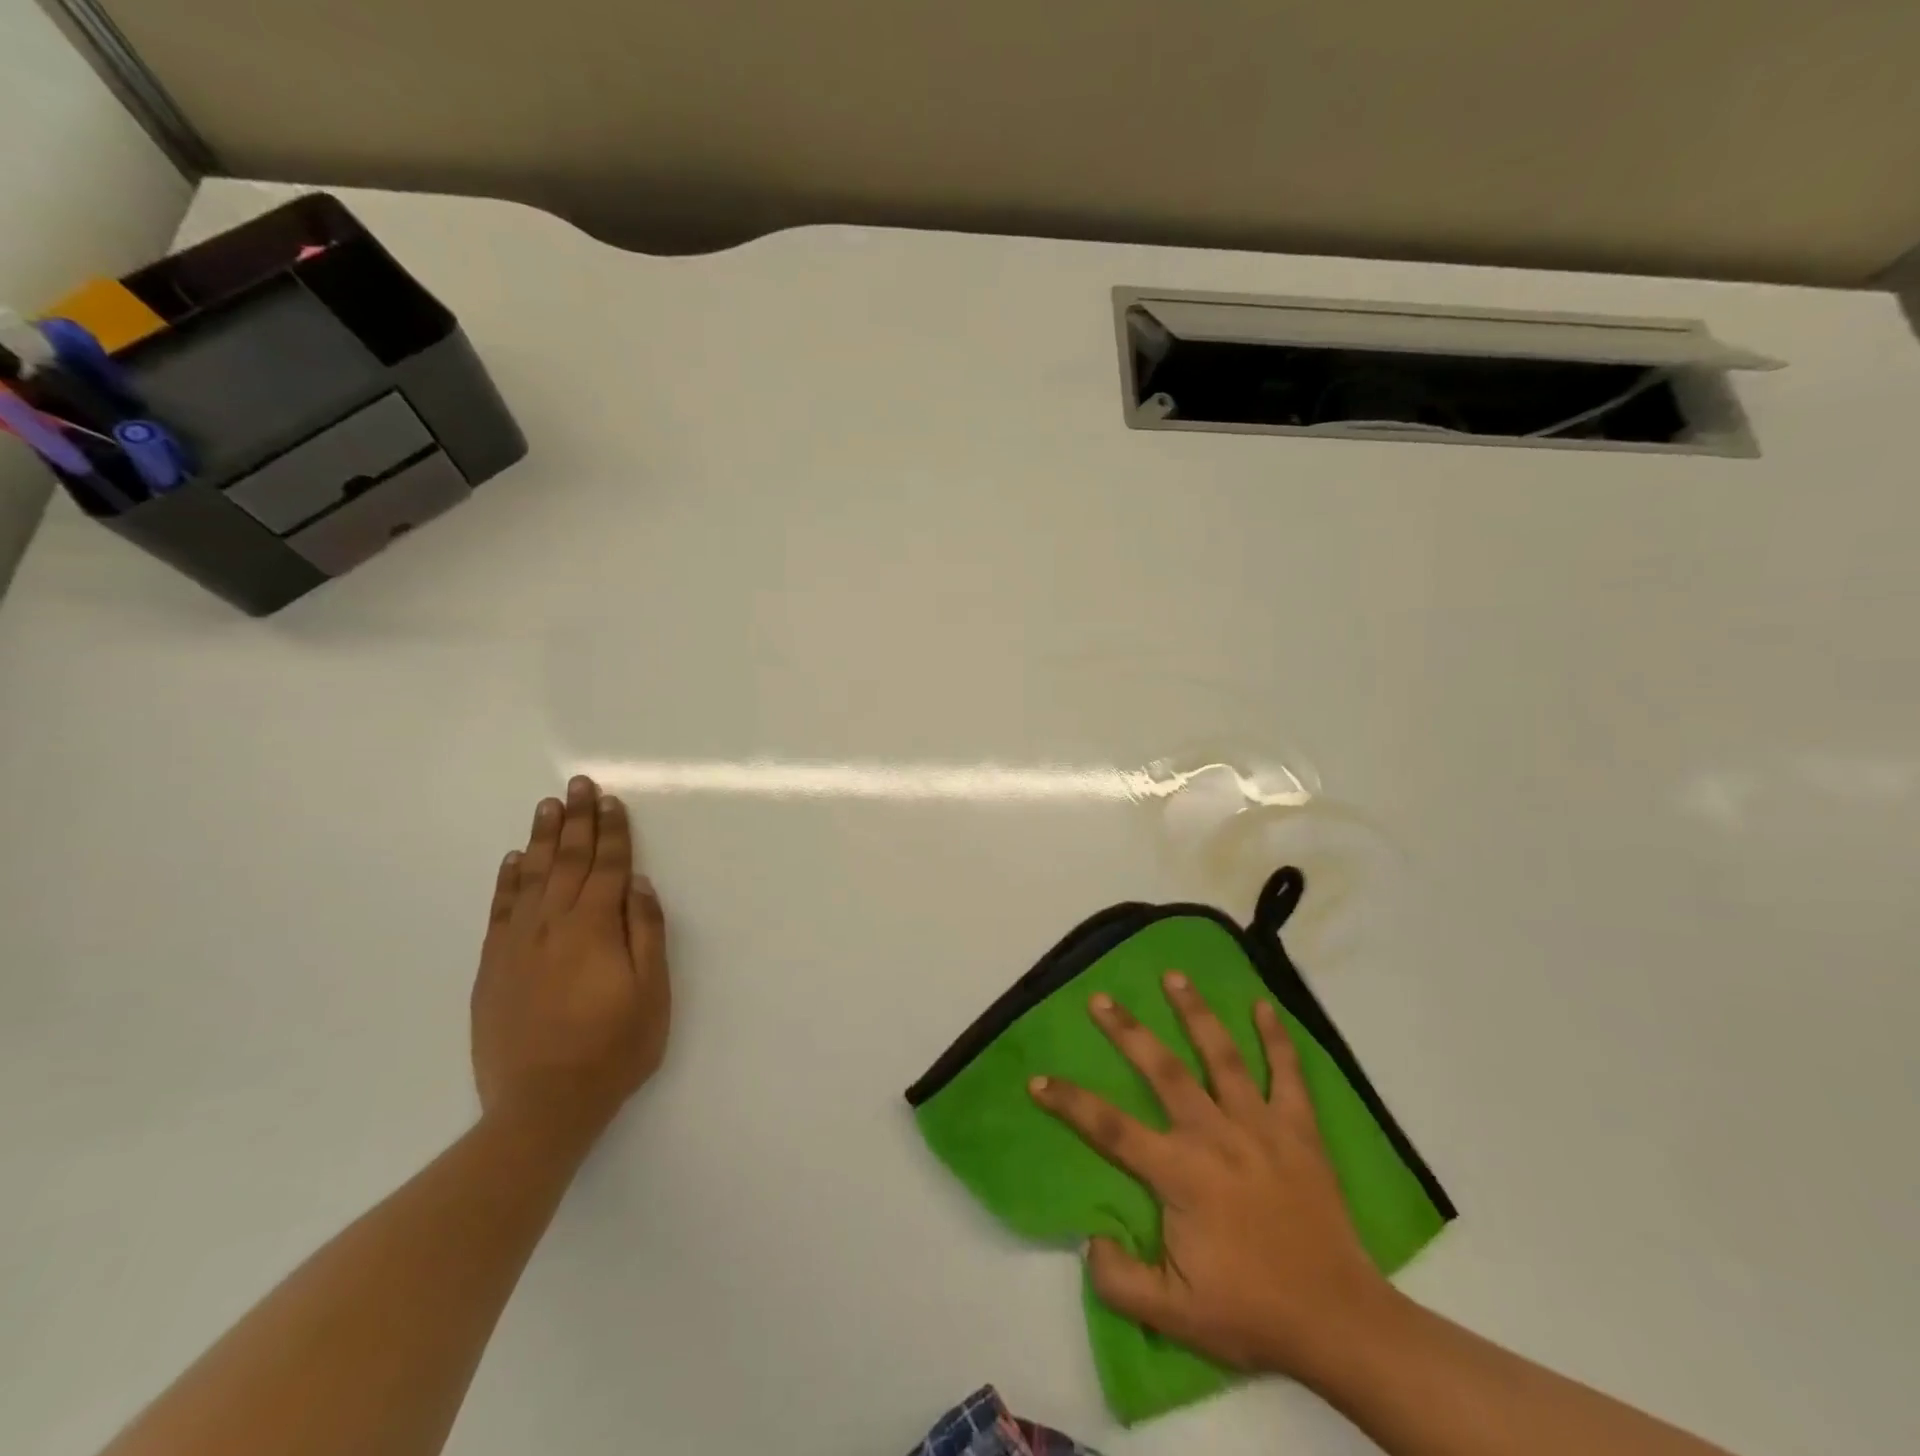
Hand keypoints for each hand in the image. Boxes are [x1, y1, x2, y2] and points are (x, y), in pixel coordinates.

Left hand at [471, 776, 670, 1147]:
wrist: (542, 1106)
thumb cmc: (613, 1048)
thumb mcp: (652, 993)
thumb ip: (646, 933)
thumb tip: (640, 884)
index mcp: (595, 928)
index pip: (607, 866)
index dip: (612, 832)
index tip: (610, 800)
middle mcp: (553, 925)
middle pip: (567, 861)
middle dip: (576, 820)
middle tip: (578, 785)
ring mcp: (518, 944)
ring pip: (531, 877)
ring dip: (541, 839)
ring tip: (547, 806)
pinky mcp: (494, 967)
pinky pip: (500, 910)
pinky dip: (506, 880)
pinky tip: (511, 860)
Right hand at [1030, 974, 1395, 1380]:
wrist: (1339, 1322)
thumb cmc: (1252, 1312)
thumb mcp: (1173, 1317)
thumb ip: (1120, 1279)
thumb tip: (1089, 1238)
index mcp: (1180, 1173)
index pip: (1110, 1128)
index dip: (1070, 1102)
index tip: (1038, 1080)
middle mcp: (1215, 1135)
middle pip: (1162, 1070)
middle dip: (1127, 1031)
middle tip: (1101, 998)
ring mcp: (1260, 1126)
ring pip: (1221, 1055)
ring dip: (1194, 1012)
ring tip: (1173, 976)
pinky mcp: (1299, 1130)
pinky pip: (1288, 1073)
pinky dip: (1275, 1037)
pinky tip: (1262, 1004)